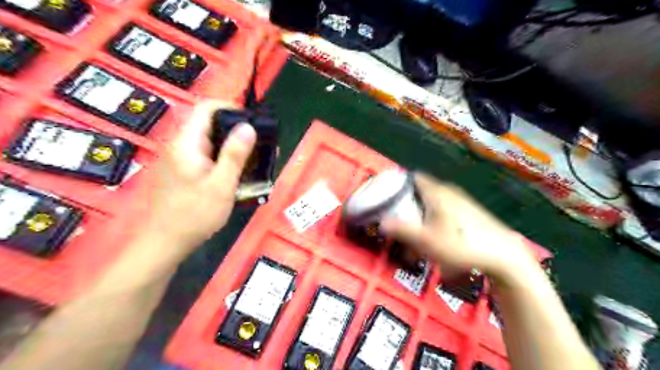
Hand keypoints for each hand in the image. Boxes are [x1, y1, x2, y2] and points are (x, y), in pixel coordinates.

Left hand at [145, 99, 253, 252]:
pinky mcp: (182, 171)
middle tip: (259, 143)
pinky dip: (222, 158)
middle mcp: (180, 146)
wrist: (164, 243)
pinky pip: (205, 155)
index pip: (205, 108)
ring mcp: (179, 159)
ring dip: (231, 145)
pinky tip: (236, 172)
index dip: (230, 107)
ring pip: (208, 141)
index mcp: (187, 143)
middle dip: (235, 129)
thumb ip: (234, 155)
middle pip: (208, 124)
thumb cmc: (194, 214)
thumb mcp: (221, 185)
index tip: (252, 120)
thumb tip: (248, 126)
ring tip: (253, 157)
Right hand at [379, 173, 538, 282]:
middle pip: (423, 188)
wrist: (503, 254)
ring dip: (424, 208)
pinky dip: (438, 213)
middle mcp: (448, 190)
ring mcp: (462, 199)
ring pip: (435, 197)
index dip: (400, 184)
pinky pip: (446, 204)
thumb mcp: (427, 241)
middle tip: (402, 216)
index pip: (414, 177)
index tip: (390, 196)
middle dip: (411, 200)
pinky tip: (441, 231)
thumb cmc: (461, 244)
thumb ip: (402, 229)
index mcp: (436, 192)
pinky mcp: (470, 209)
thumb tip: (381, 221)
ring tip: (420, 226)